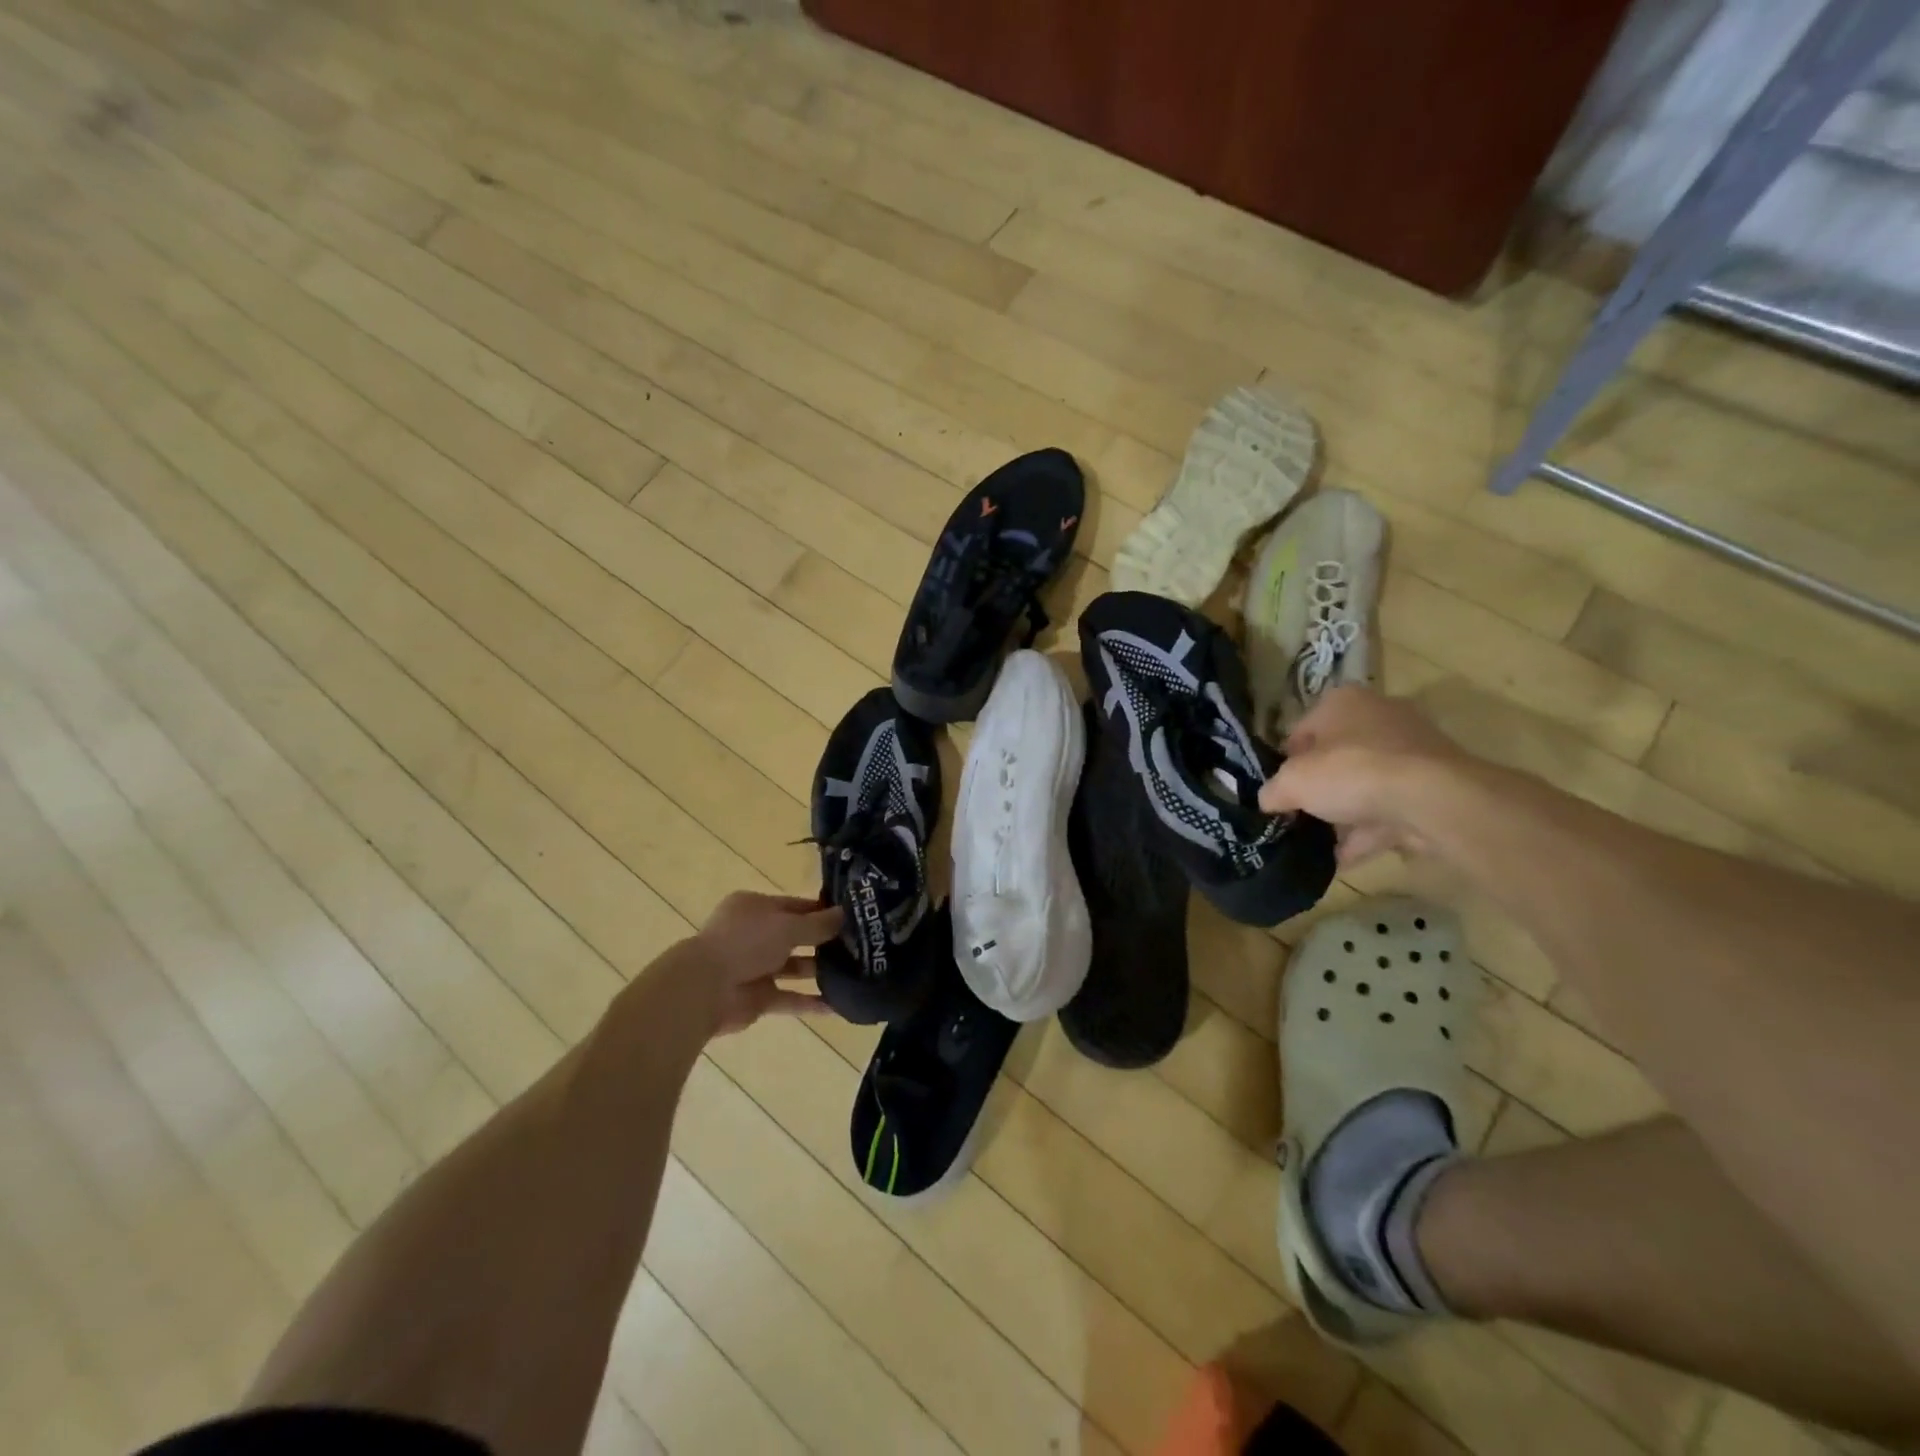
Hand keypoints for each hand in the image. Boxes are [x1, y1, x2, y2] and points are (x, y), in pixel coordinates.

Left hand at [692, 892, 842, 1035]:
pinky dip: (811, 1002)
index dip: (822, 911)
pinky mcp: (758, 997)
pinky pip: (789, 998)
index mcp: (755, 908)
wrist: (704, 989)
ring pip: (794, 967)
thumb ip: (818, 924)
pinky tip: (839, 1005)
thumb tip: (845, 914)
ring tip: (856, 973)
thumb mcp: (788, 926)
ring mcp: (755, 967)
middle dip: (825, 942)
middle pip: (795, 936)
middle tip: (860, 946)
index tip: (853, 918)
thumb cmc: (746, 943)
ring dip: (820, 971)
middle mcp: (754, 934)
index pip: (795, 906)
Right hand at [1258, 687, 1470, 866]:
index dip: (1285, 762)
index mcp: (1342, 702)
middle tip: (1298, 815)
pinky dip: (1367, 833)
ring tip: (1317, 844)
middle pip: (1335, 757)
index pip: (1301, 730)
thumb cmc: (1352, 772)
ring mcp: (1411, 752)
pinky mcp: (1432, 786)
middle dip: (1317, 788)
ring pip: (1364, 785)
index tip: (1278, 790)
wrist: (1432, 800)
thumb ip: (1273, 791)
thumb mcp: (1293, 782)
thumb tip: (1269, 801)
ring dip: (1342, 815)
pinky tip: (1342, 859)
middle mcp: (1378, 717)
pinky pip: (1389, 810)